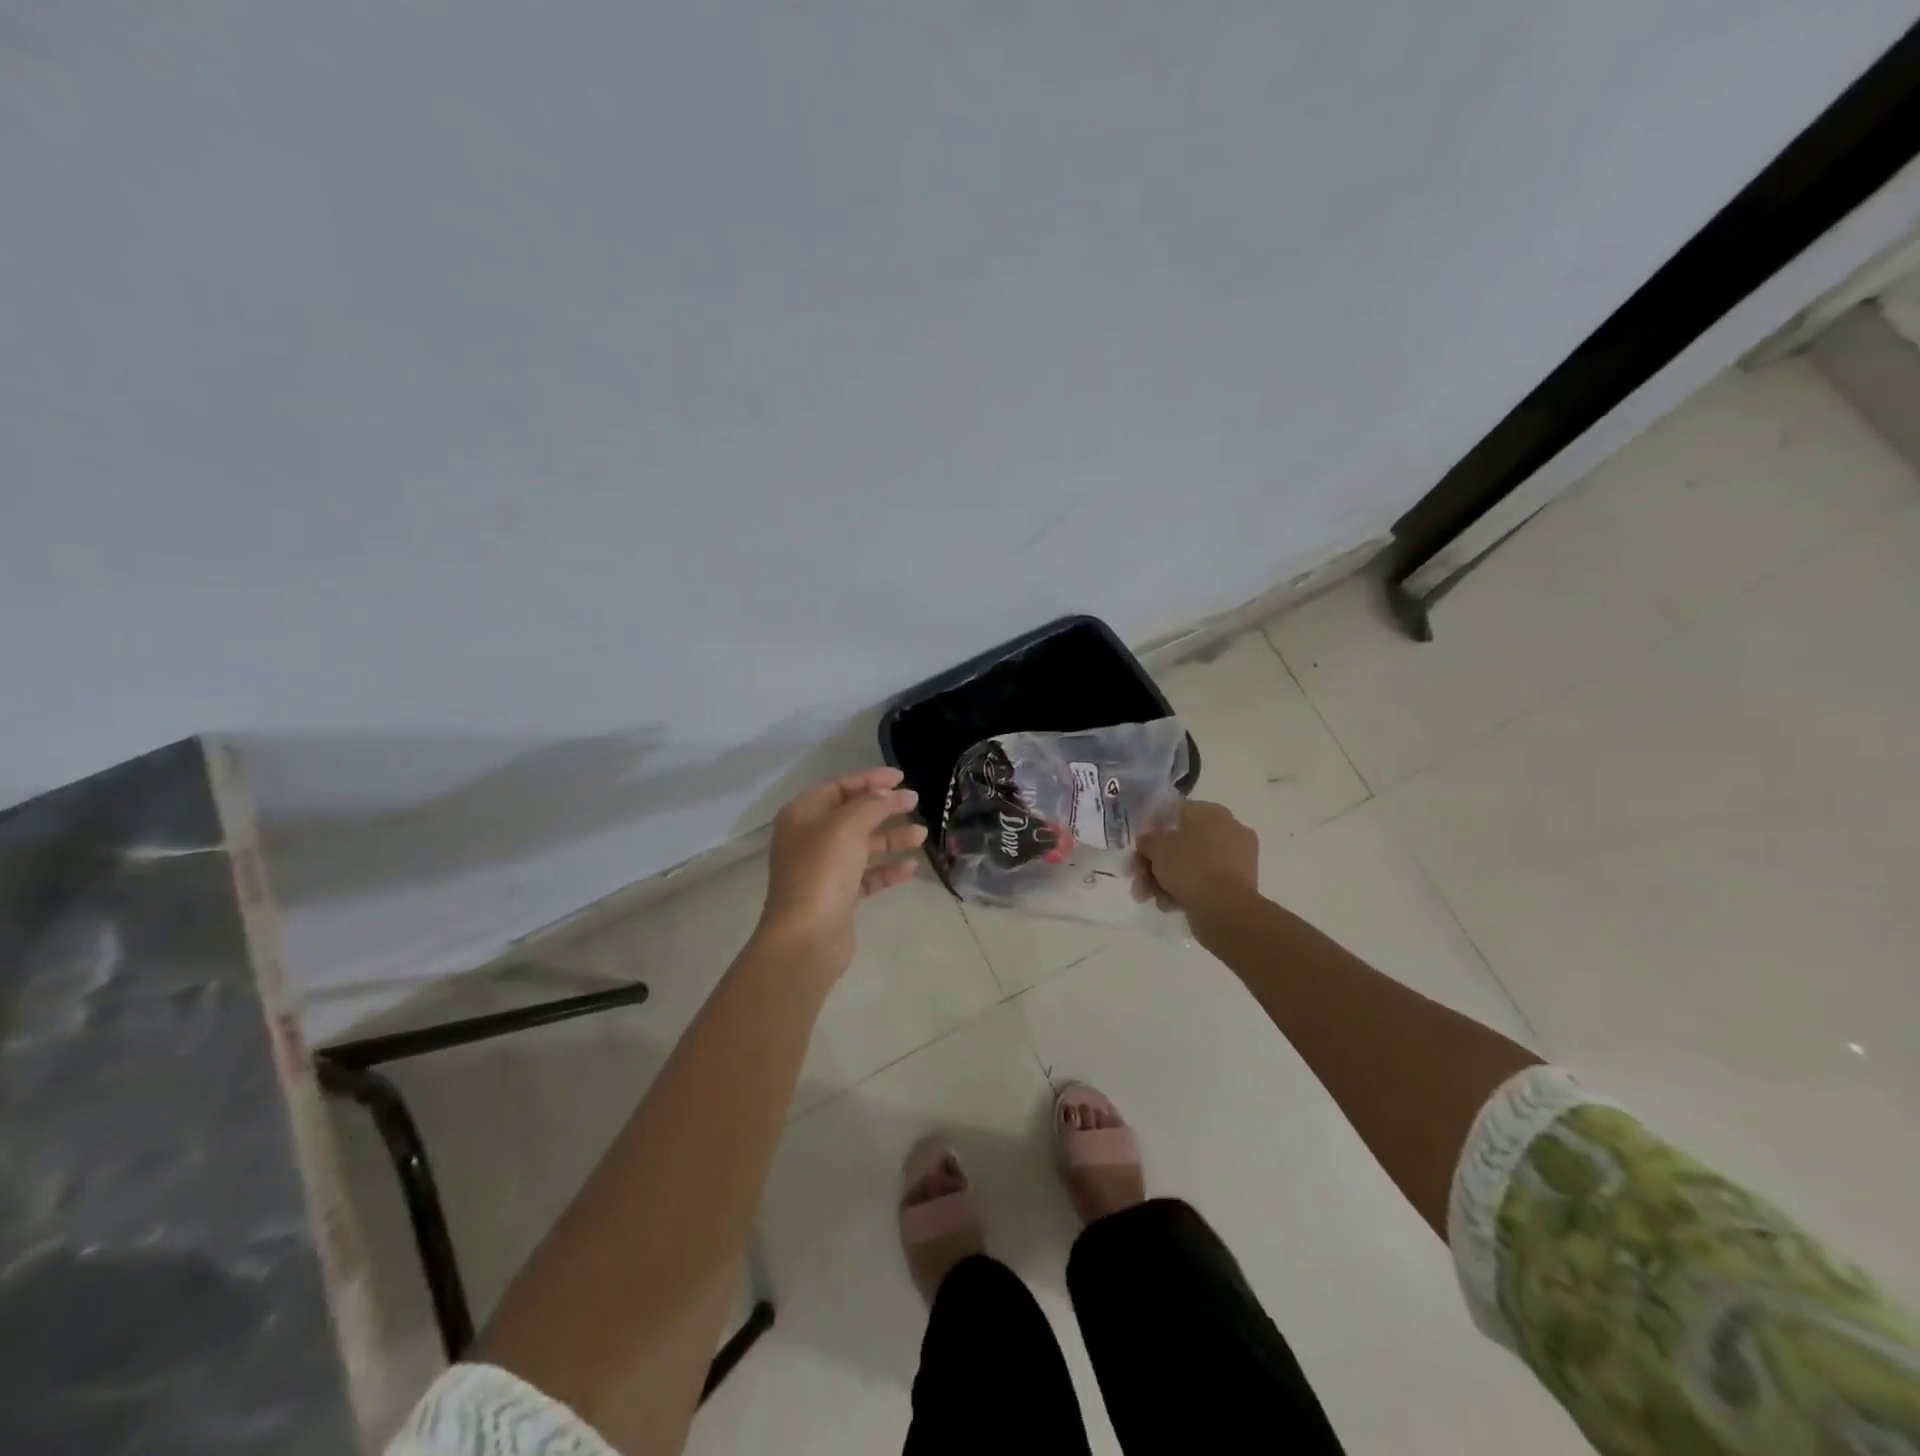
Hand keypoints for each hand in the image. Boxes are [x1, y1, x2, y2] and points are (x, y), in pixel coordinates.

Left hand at [755, 767, 925, 975]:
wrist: (806, 936)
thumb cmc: (822, 870)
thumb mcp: (848, 826)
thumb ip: (873, 805)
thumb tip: (890, 794)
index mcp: (802, 815)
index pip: (839, 787)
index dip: (870, 779)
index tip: (901, 778)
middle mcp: (809, 839)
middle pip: (852, 815)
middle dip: (884, 808)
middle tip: (915, 802)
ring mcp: (823, 869)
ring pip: (862, 846)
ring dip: (891, 838)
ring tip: (922, 835)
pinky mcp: (838, 896)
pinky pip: (867, 875)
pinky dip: (887, 869)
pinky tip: (911, 867)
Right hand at [1134, 800, 1258, 917]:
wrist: (1224, 909)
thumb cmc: (1190, 867)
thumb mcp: (1157, 847)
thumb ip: (1148, 840)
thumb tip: (1148, 841)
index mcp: (1212, 812)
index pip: (1176, 812)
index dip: (1153, 829)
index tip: (1139, 847)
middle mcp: (1229, 830)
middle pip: (1182, 842)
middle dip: (1155, 862)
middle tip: (1137, 877)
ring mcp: (1237, 859)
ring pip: (1191, 865)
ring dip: (1165, 879)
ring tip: (1147, 897)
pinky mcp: (1239, 885)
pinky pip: (1204, 882)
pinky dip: (1185, 891)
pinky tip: (1168, 905)